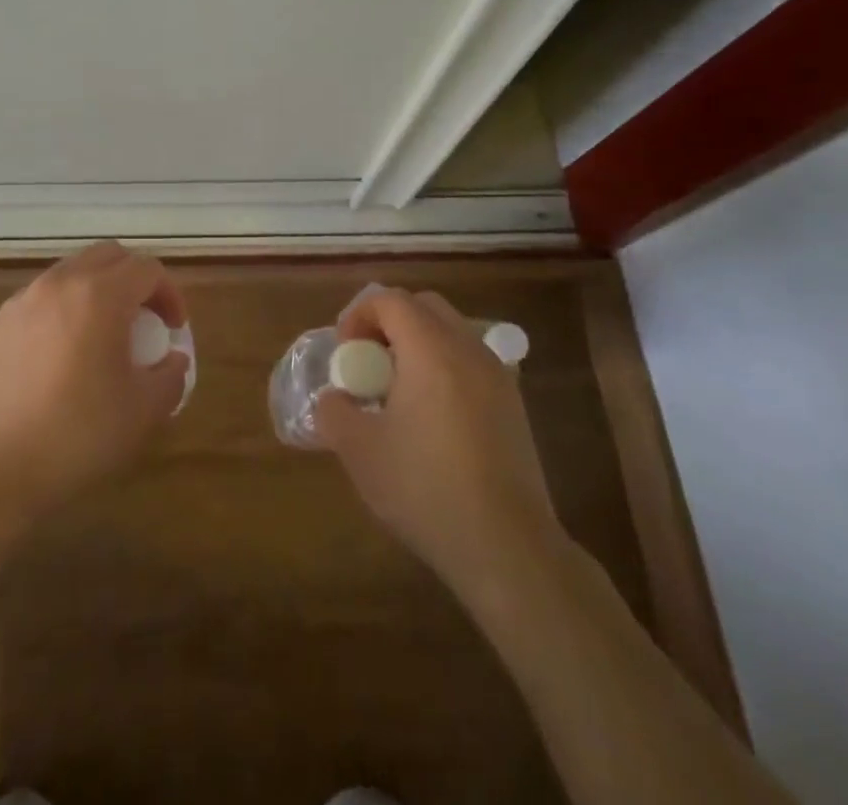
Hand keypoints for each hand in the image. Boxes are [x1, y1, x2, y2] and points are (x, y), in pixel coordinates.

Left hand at [0, 241, 188, 528]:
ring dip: (100, 288)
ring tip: (106, 333)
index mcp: (100, 295)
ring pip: (74, 270)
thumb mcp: (142, 411)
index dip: (170, 294)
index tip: (174, 330)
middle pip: (110, 255)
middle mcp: (61, 283)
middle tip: (146, 320)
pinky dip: (67, 305)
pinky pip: (44, 295)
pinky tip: (66, 351)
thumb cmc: (76, 435)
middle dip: (136, 279)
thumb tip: (174, 360)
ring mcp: (25, 299)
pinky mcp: (0, 322)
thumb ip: (170, 376)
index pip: (147, 269)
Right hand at [316, 288, 559, 600]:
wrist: (508, 548)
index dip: (359, 315)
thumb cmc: (426, 490)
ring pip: (451, 331)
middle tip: (368, 361)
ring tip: (398, 389)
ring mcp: (498, 375)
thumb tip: (334, 398)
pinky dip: (444, 365)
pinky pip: (470, 360)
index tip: (345, 352)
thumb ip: (334, 412)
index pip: (391, 300)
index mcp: (431, 350)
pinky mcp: (513, 404)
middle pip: (424, 306)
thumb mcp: (360, 452)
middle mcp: (468, 349)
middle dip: (389, 322)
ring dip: (418, 343)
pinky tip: (432, 415)